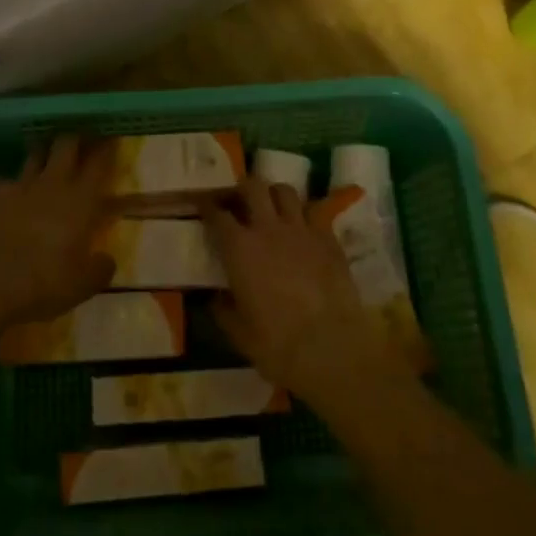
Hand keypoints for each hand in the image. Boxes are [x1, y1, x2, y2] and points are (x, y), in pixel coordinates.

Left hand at [0, 135, 116, 327]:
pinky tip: (4, 196)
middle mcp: (51, 184)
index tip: (111, 140)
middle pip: (65, 145)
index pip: (100, 163)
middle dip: (74, 139)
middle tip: (79, 142)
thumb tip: (106, 260)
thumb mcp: (81, 286)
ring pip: (33, 155)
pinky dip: (6, 186)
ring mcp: (16, 186)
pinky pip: (1, 181)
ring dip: (41, 155)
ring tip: (43, 160)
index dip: (107, 148)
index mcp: (80, 202)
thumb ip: (99, 269)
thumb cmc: (41, 284)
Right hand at [202, 177, 407, 406]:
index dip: (207, 206)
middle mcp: (268, 228)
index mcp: (239, 248)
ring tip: (272, 208)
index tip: (203, 205)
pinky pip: (315, 212)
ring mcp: (302, 229)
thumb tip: (217, 297)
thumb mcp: (238, 331)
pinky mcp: (329, 238)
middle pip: (252, 187)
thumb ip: (223, 308)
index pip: (217, 214)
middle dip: (242, 189)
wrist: (331, 348)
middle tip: (239, 201)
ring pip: (285, 191)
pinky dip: (304, 215)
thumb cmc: (276, 344)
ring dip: (274, 195)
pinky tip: (302, 229)